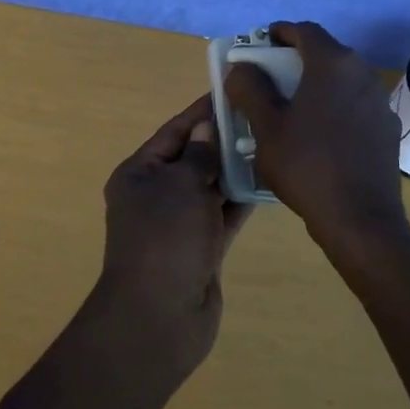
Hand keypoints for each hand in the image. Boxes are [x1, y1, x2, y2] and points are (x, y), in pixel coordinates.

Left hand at [95, 94, 249, 369]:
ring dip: (235, 169)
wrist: (159, 317)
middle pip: (193, 157)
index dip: (202, 112)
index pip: (174, 131)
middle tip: (263, 115)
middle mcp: (156, 194)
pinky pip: (223, 215)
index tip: (232, 91)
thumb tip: (206, 129)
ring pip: (210, 186)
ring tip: (271, 142)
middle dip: (223, 139)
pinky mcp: (201, 248)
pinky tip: (269, 181)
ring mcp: (179, 224)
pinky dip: (241, 199)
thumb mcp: (180, 185)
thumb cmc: (165, 239)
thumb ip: (198, 155)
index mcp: (139, 173)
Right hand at [223, 21, 409, 267]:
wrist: (360, 220)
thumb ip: (249, 89)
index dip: (280, 32)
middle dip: (295, 59)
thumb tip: (242, 68)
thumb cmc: (307, 166)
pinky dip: (334, 106)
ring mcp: (380, 102)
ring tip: (292, 107)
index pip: (305, 30)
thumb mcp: (266, 127)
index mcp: (332, 64)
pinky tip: (319, 134)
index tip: (260, 43)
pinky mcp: (387, 128)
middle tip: (269, 77)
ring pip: (341, 79)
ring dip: (316, 83)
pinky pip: (355, 104)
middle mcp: (362, 73)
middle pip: (325, 52)